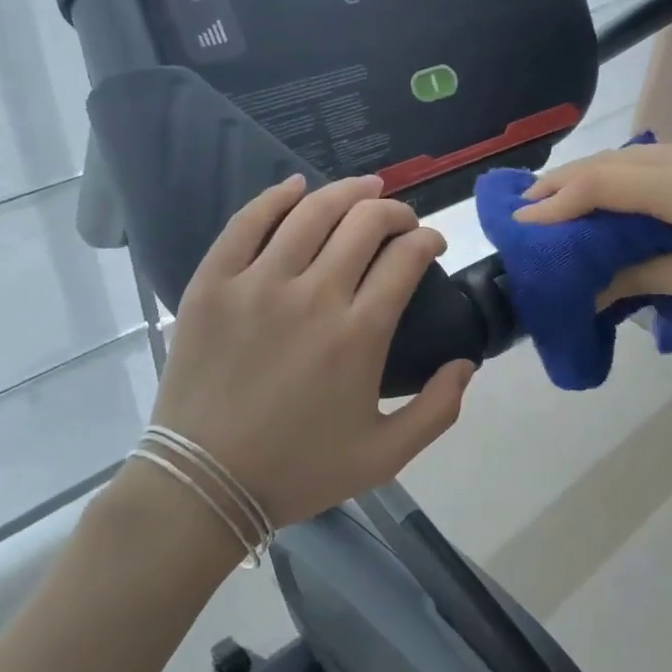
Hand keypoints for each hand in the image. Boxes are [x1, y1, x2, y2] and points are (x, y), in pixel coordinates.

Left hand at [145, 174, 475, 528]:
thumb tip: (467, 362)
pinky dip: (276, 197)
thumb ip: (438, 409)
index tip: (432, 244)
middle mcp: (313, 295)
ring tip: (365, 189)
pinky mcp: (213, 283)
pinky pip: (247, 222)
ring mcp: (257, 284)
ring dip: (348, 192)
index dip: (428, 239)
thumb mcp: (385, 455)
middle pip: (365, 222)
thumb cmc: (298, 469)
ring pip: (312, 212)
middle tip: (402, 221)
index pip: (406, 257)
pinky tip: (296, 187)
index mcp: (359, 333)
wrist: (204, 484)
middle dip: (396, 211)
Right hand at [517, 125, 671, 347]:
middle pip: (616, 160)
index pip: (604, 183)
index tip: (523, 220)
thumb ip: (636, 275)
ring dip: (604, 171)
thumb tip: (588, 286)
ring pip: (643, 151)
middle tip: (531, 205)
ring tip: (574, 196)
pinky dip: (647, 162)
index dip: (559, 201)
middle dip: (569, 182)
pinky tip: (646, 183)